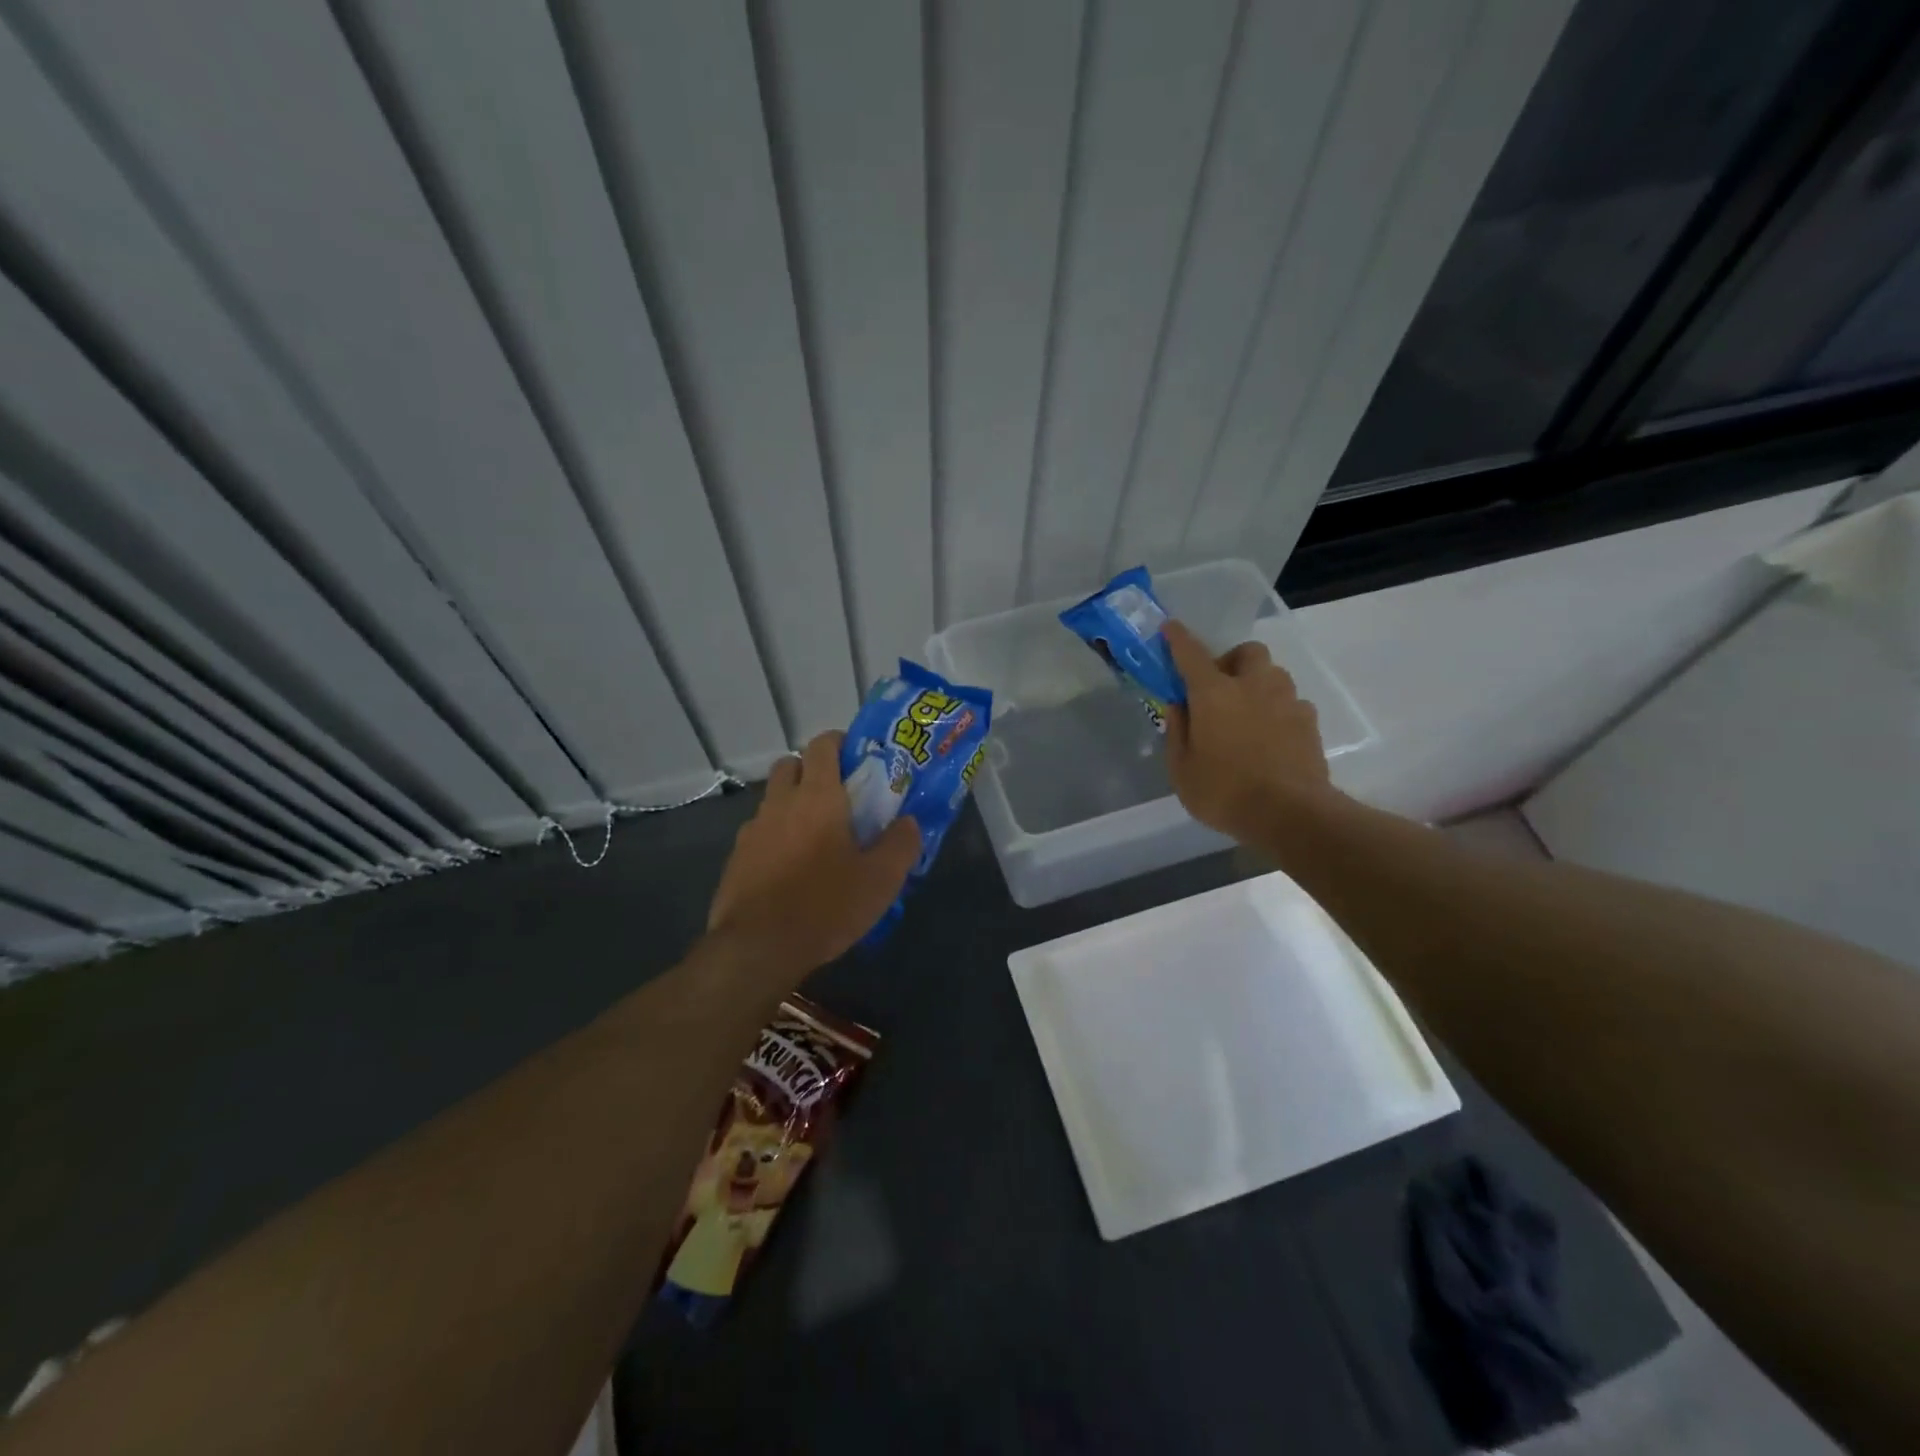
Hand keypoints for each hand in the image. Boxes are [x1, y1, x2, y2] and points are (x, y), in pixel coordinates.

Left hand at [707, 730, 920, 978]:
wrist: (758, 948)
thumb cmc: (825, 905)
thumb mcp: (881, 880)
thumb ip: (901, 844)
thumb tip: (908, 822)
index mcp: (818, 796)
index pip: (823, 744)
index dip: (840, 743)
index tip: (858, 759)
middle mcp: (781, 802)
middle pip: (792, 765)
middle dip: (813, 770)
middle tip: (838, 797)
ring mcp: (753, 830)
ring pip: (773, 799)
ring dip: (793, 804)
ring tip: (816, 837)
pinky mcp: (736, 858)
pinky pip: (759, 832)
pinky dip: (776, 836)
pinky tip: (791, 868)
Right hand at [1162, 619, 1336, 843]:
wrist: (1291, 814)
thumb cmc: (1224, 792)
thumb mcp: (1181, 769)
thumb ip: (1177, 732)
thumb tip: (1178, 706)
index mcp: (1214, 693)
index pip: (1191, 653)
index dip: (1178, 638)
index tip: (1170, 628)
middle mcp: (1253, 686)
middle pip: (1246, 652)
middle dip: (1232, 661)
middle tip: (1219, 688)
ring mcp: (1287, 701)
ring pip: (1273, 675)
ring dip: (1257, 684)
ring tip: (1247, 715)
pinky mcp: (1310, 722)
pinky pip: (1291, 703)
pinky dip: (1278, 710)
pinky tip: (1271, 737)